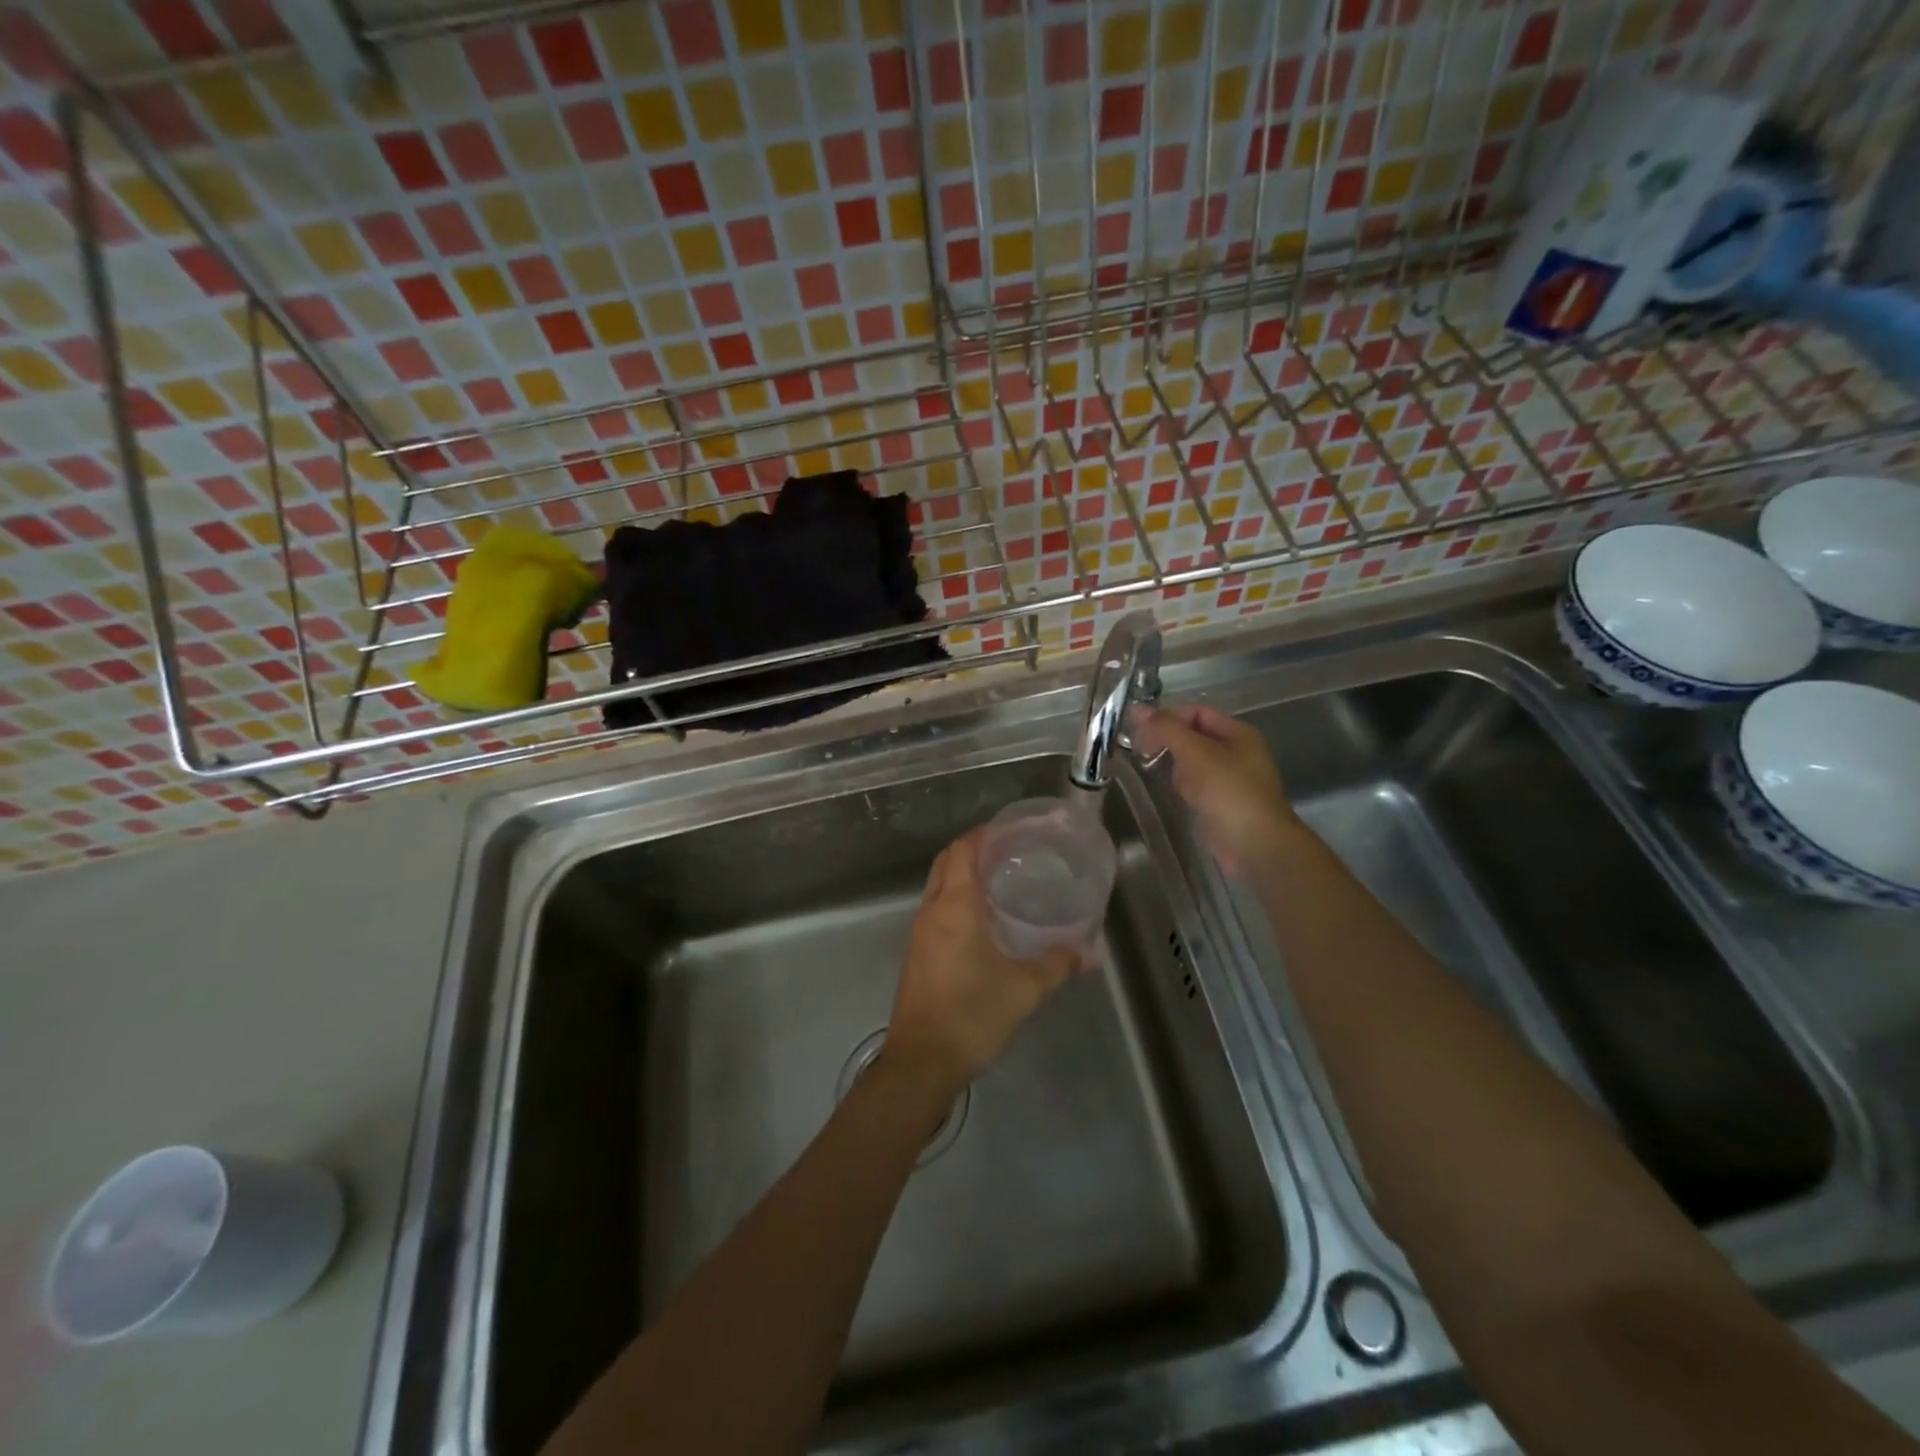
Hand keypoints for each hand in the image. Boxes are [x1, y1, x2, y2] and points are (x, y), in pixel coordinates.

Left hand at [884, 828, 1083, 1095]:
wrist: (922, 1062)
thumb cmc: (972, 1015)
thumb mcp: (1024, 989)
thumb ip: (1058, 965)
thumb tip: (1090, 952)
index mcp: (954, 906)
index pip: (964, 849)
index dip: (985, 833)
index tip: (1012, 829)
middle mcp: (932, 910)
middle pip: (947, 861)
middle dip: (974, 848)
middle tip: (1011, 851)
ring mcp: (920, 932)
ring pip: (939, 885)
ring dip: (964, 874)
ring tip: (1002, 879)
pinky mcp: (918, 953)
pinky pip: (937, 908)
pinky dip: (957, 898)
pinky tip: (984, 918)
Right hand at [1129, 704, 1301, 877]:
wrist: (1255, 845)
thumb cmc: (1228, 792)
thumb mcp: (1196, 753)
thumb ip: (1166, 729)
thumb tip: (1136, 708)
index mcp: (1238, 733)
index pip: (1197, 712)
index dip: (1170, 717)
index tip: (1142, 730)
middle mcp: (1236, 752)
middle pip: (1195, 736)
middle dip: (1168, 740)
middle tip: (1140, 750)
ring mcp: (1230, 779)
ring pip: (1194, 761)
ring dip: (1172, 763)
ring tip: (1149, 769)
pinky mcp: (1222, 803)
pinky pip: (1196, 785)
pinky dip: (1181, 784)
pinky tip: (1168, 791)